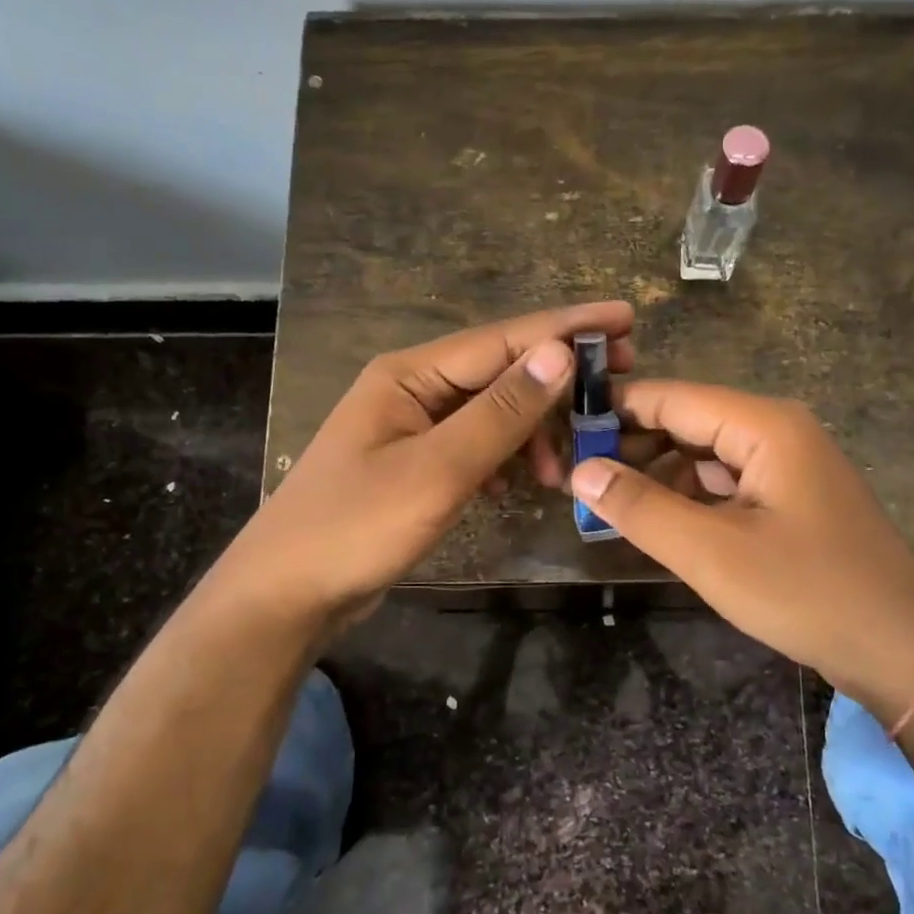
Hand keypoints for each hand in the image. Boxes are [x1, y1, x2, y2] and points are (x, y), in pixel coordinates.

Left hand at [232, 302, 634, 634]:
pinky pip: (476, 445)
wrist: (286, 594)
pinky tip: (521, 484)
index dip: (567, 327)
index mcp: (410, 374)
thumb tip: (559, 353)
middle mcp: (412, 388)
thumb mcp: (438, 470)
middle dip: (557, 382)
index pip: (504, 338)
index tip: (627, 318)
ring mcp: (412, 427)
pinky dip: (506, 459)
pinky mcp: (415, 463)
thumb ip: (500, 412)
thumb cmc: (356, 527)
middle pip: (501, 371)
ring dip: (533, 432)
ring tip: (562, 471)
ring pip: (492, 412)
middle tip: (617, 389)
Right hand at [570, 381, 913, 712]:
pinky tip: (655, 522)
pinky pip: (725, 484)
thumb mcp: (712, 553)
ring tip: (604, 502)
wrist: (903, 648)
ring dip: (657, 475)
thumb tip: (581, 470)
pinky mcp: (790, 500)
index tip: (561, 433)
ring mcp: (787, 466)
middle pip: (687, 422)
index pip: (671, 397)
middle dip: (632, 446)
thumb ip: (641, 507)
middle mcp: (776, 431)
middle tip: (573, 477)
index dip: (614, 411)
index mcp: (763, 425)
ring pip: (704, 455)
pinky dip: (688, 498)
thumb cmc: (807, 592)